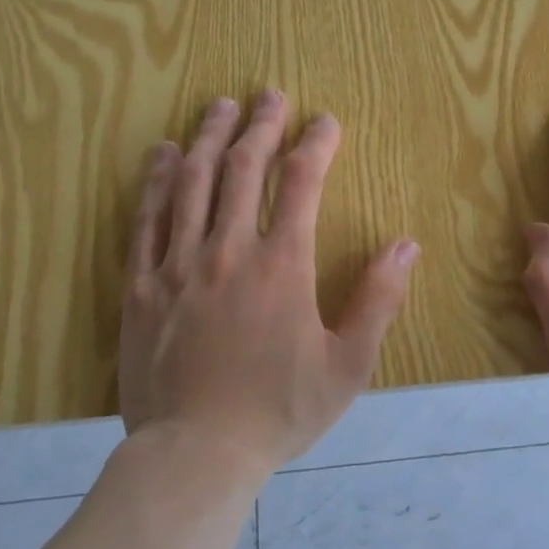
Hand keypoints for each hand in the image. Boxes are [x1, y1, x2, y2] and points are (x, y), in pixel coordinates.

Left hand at [119, 92, 418, 472]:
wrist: (195, 454)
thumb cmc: (279, 411)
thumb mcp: (348, 365)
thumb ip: (378, 300)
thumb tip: (405, 244)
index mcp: (282, 266)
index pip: (301, 183)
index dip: (315, 144)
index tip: (325, 121)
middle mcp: (228, 250)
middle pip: (242, 168)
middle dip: (261, 125)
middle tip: (270, 93)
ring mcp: (179, 264)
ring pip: (191, 182)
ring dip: (208, 137)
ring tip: (220, 105)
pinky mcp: (142, 285)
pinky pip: (146, 219)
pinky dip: (155, 180)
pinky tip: (162, 155)